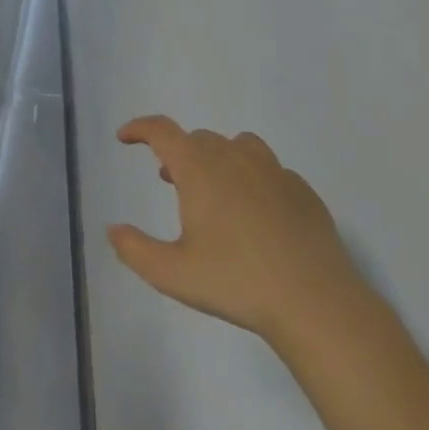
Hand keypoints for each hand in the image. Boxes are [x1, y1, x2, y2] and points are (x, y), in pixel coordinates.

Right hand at [108, 116, 363, 346]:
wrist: (314, 301)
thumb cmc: (236, 282)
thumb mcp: (172, 274)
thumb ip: (135, 249)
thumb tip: (113, 229)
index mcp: (199, 169)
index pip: (162, 131)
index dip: (140, 128)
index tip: (125, 137)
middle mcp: (235, 158)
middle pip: (199, 139)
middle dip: (178, 152)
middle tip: (168, 179)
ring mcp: (274, 171)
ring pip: (238, 145)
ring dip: (217, 158)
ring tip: (214, 189)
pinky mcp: (303, 191)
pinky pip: (270, 170)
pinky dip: (253, 178)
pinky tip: (256, 211)